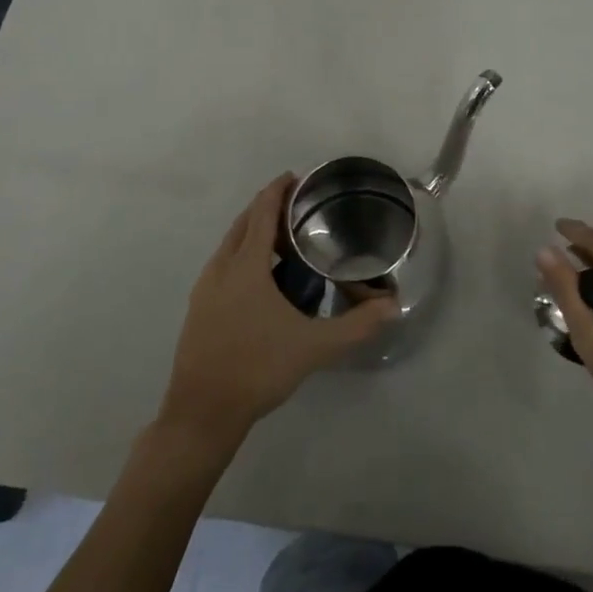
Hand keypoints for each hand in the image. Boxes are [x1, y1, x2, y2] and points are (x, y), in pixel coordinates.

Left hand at [159, 173, 396, 452]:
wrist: (201, 413)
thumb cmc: (257, 369)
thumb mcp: (314, 347)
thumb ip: (356, 325)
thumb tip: (393, 307)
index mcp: (245, 266)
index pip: (261, 212)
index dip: (277, 191)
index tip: (297, 178)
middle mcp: (221, 268)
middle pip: (243, 223)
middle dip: (267, 208)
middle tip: (298, 208)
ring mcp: (205, 289)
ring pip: (230, 245)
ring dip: (253, 232)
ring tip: (284, 240)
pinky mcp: (199, 308)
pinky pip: (223, 265)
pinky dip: (243, 255)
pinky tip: (262, 280)